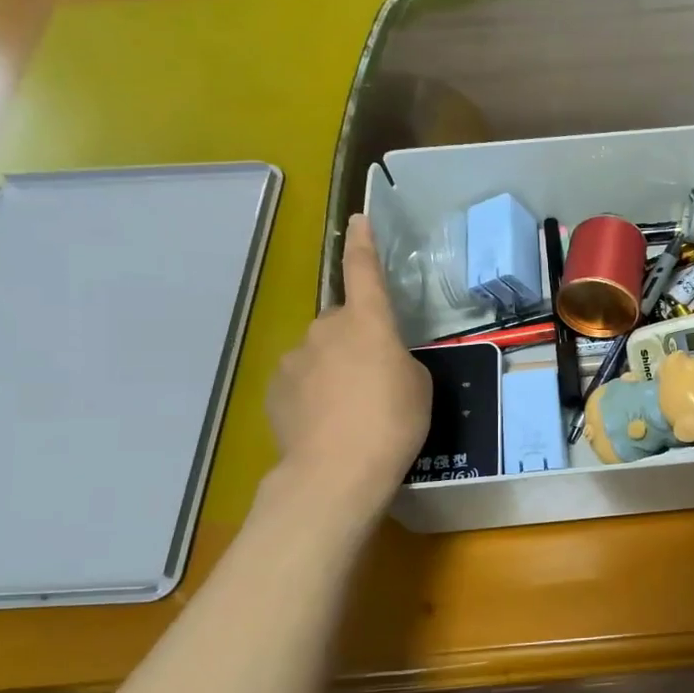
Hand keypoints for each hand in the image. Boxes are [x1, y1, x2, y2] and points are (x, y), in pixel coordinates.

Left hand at [267, 215, 429, 503]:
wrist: (336, 471)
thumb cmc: (393, 421)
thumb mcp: (418, 385)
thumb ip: (398, 359)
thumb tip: (377, 360)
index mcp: (367, 322)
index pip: (364, 270)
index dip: (363, 244)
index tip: (357, 221)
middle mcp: (325, 329)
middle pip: (343, 322)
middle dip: (356, 340)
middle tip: (376, 378)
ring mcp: (294, 359)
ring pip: (320, 352)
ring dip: (335, 368)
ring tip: (351, 409)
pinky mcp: (275, 390)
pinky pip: (301, 380)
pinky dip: (314, 393)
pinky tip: (327, 423)